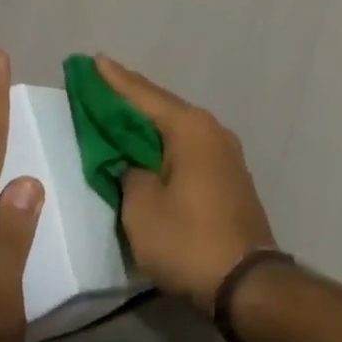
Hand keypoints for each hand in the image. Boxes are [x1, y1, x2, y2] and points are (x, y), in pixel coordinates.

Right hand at [96, 55, 276, 313]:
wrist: (247, 282)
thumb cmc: (189, 241)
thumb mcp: (142, 210)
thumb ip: (129, 175)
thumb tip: (134, 165)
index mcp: (189, 128)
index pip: (144, 95)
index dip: (115, 80)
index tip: (94, 59)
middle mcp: (212, 130)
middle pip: (163, 106)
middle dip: (131, 96)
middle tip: (101, 82)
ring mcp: (225, 152)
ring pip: (177, 127)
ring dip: (148, 121)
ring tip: (120, 111)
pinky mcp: (229, 175)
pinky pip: (189, 147)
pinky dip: (165, 143)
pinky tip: (150, 147)